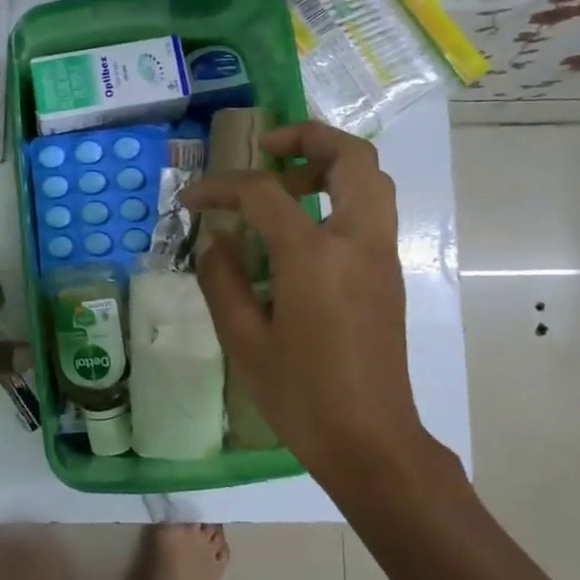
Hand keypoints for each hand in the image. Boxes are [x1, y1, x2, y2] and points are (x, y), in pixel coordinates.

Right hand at [183, 123, 442, 486]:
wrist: (370, 441)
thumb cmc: (301, 396)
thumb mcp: (244, 341)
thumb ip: (223, 280)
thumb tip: (216, 241)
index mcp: (316, 257)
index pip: (265, 194)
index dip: (221, 187)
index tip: (192, 198)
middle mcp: (358, 243)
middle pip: (352, 158)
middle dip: (308, 138)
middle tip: (266, 149)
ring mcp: (380, 257)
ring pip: (372, 180)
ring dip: (329, 164)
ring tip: (283, 184)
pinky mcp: (388, 275)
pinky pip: (371, 211)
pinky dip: (340, 195)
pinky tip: (300, 229)